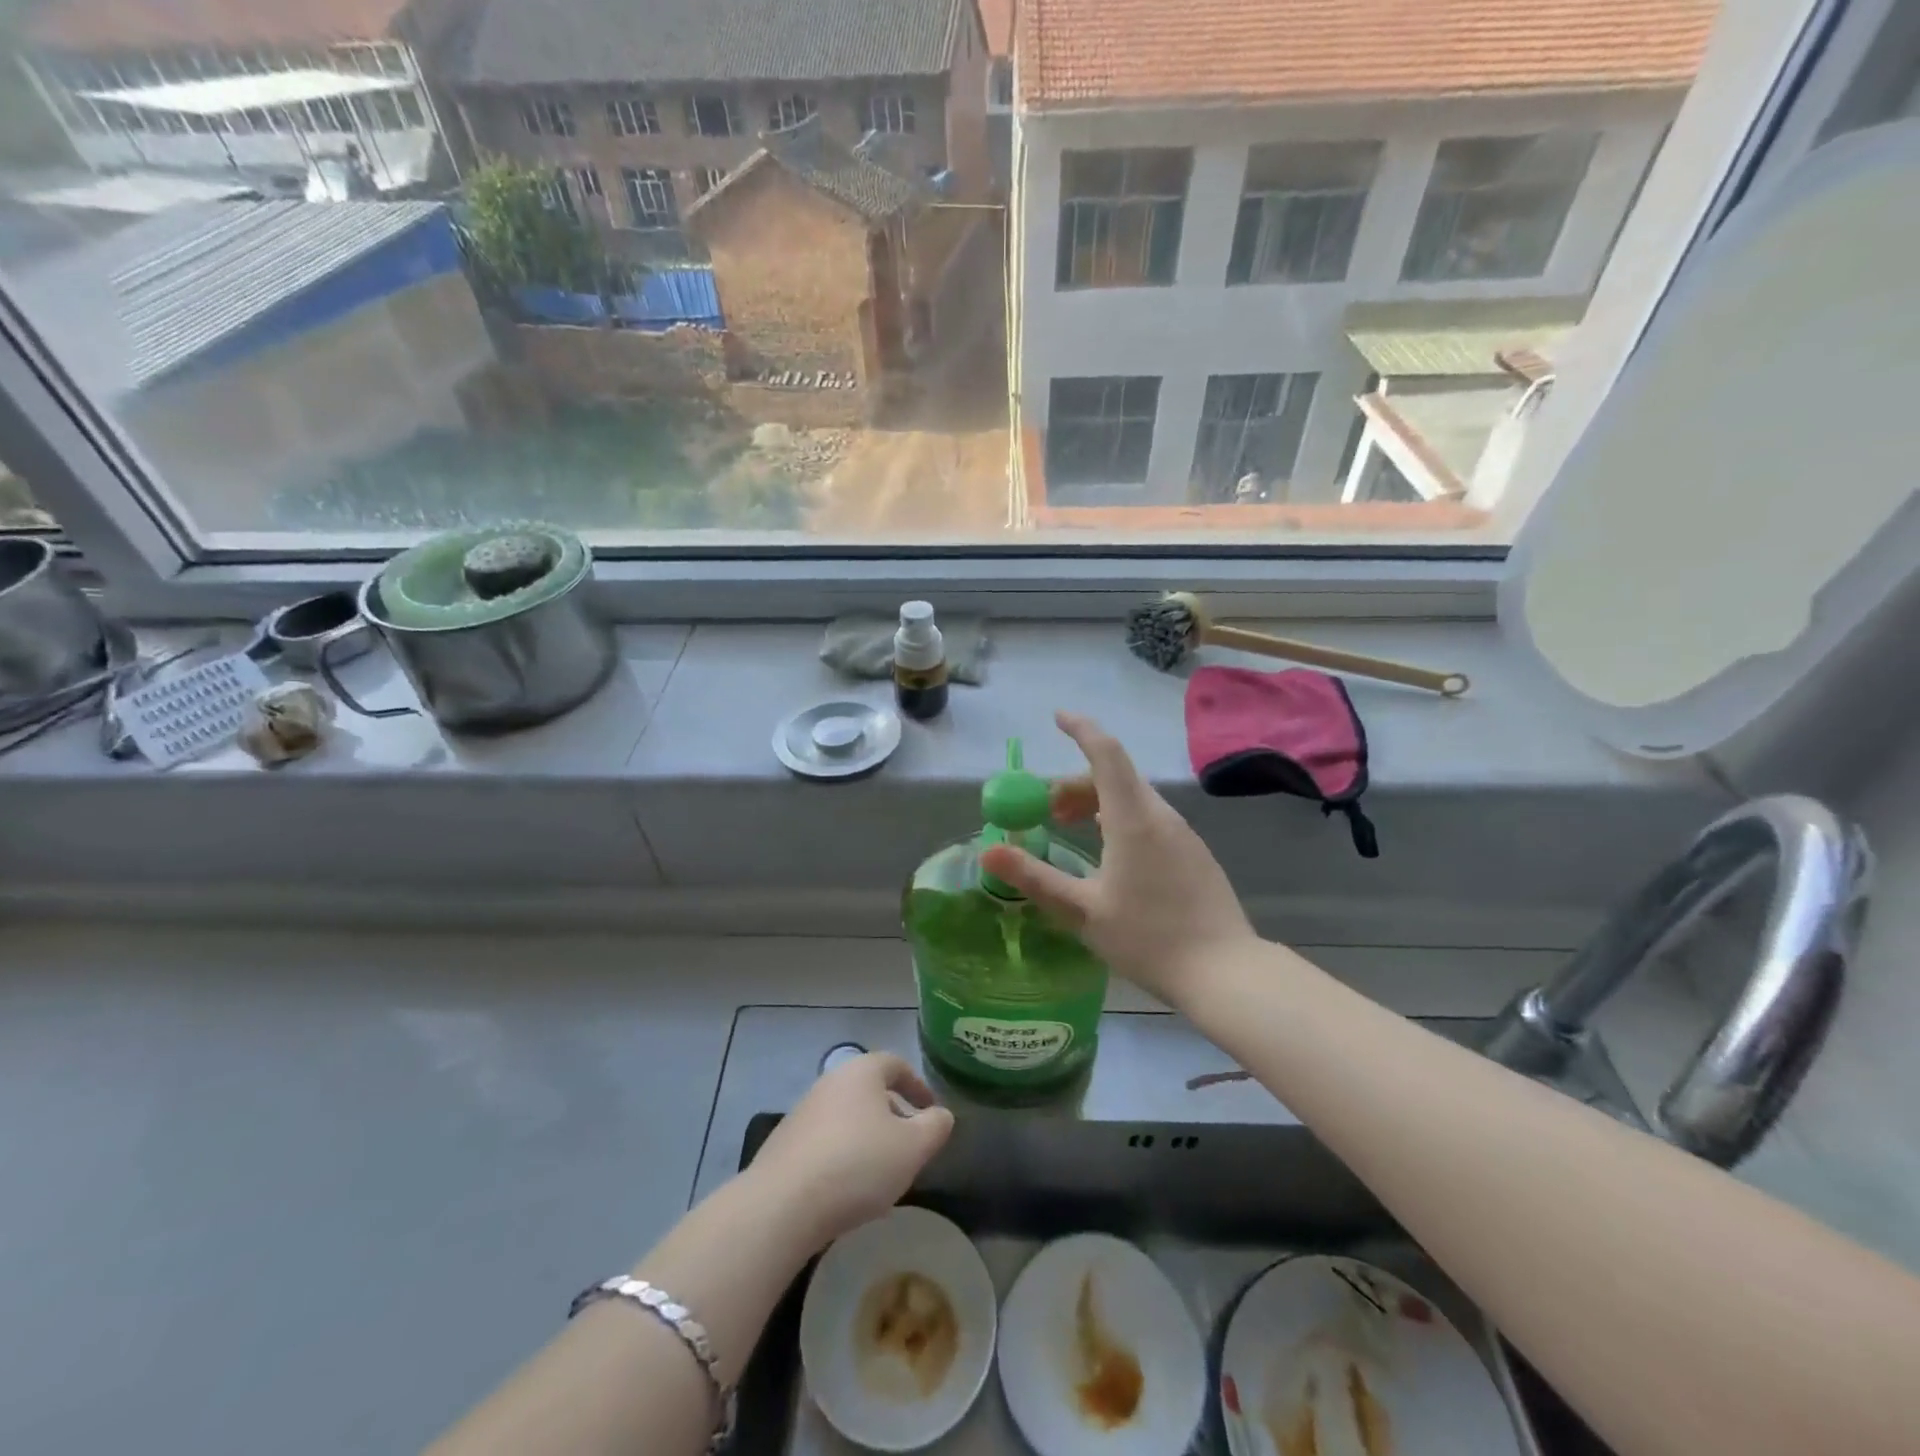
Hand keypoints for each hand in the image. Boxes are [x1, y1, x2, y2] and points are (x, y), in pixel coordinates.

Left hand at [748, 1052, 954, 1252]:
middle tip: (910, 1145)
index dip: (918, 1085)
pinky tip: (850, 1191)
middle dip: (893, 1114)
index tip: (931, 1111)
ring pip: (847, 1117)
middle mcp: (830, 1082)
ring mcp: (803, 1112)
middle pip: (870, 1090)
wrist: (783, 1204)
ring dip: (868, 1138)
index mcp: (861, 1072)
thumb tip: (941, 1115)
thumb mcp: (913, 1147)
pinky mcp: (785, 1144)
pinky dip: (844, 1157)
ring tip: (883, 1174)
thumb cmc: (858, 1163)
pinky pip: (826, 1142)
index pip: (895, 1064)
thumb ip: (935, 1127)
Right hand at [980, 711, 1257, 1008]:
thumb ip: (1034, 877)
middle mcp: (1160, 815)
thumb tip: (988, 853)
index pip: (1106, 753)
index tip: (1057, 717)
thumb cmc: (1148, 939)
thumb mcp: (1082, 912)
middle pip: (1114, 776)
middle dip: (1075, 782)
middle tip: (1045, 811)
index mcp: (1133, 819)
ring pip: (1132, 798)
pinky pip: (1149, 818)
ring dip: (1096, 802)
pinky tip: (1109, 854)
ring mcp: (1181, 833)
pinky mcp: (1192, 853)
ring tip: (1070, 830)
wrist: (1226, 973)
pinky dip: (1119, 818)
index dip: (1081, 729)